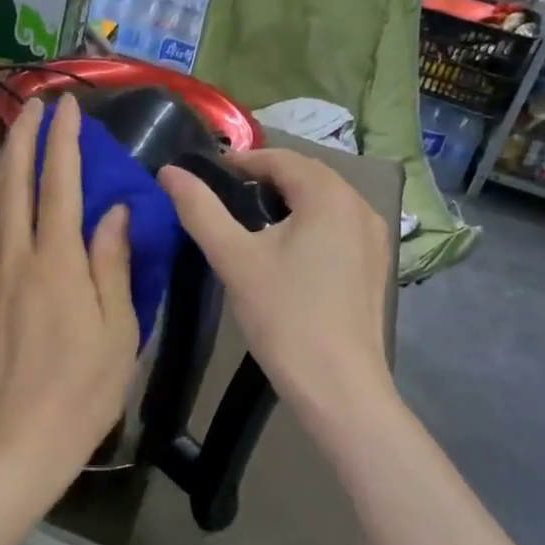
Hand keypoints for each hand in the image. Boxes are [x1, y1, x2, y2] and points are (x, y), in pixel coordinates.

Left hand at [0, 94, 139, 485]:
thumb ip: (112, 263)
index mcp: (56, 262)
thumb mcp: (118, 328)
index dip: (63, 140)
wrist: (19, 439)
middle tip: (33, 107)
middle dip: (24, 139)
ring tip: (9, 142)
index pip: (59, 184)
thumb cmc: (83, 388)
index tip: (67, 107)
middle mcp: (14, 257)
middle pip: (14, 183)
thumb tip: (115, 211)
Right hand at [158, 149, 391, 419]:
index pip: (280, 158)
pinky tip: (286, 255)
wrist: (338, 386)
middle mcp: (360, 206)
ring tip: (250, 226)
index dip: (241, 162)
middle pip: (306, 177)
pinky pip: (338, 227)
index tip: (207, 178)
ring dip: (288, 202)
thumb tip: (169, 171)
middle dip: (264, 180)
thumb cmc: (284, 316)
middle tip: (224, 201)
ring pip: (324, 202)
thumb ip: (199, 209)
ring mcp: (374, 238)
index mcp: (329, 195)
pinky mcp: (375, 266)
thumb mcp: (233, 258)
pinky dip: (309, 226)